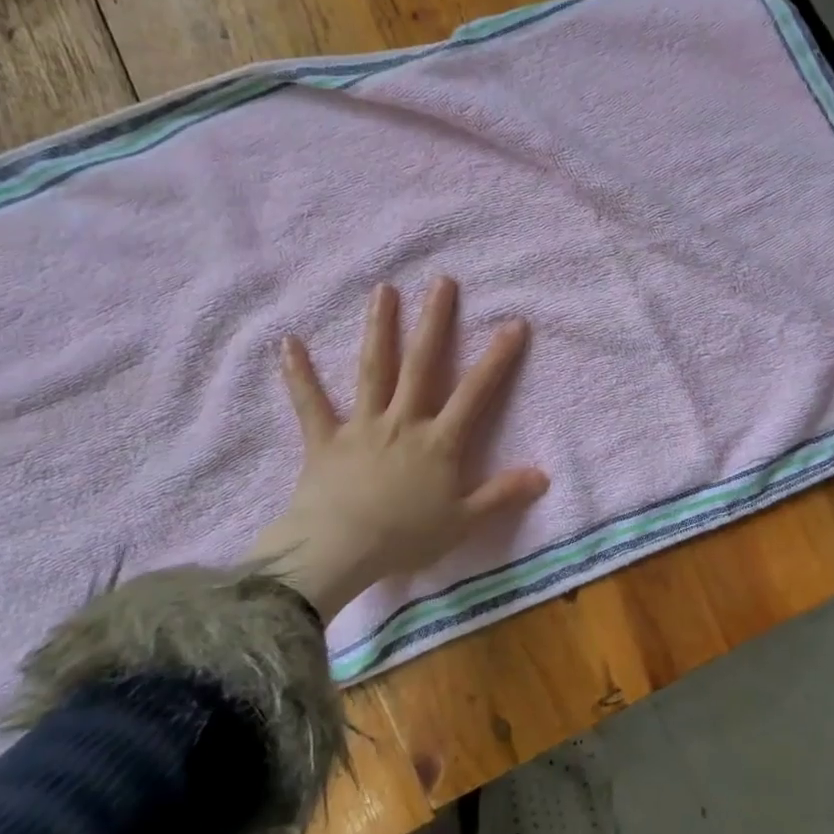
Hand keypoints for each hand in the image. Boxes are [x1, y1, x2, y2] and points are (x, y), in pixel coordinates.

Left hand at [254, 277, 549, 618]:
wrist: (337, 552)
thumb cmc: (403, 538)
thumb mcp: (462, 523)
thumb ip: (502, 495)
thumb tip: (544, 475)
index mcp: (438, 441)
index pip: (475, 392)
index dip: (497, 358)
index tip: (513, 323)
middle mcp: (402, 421)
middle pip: (421, 364)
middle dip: (433, 322)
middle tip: (441, 281)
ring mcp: (362, 425)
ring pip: (373, 369)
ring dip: (378, 328)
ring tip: (382, 290)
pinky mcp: (324, 439)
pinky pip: (310, 403)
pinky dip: (299, 374)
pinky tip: (289, 342)